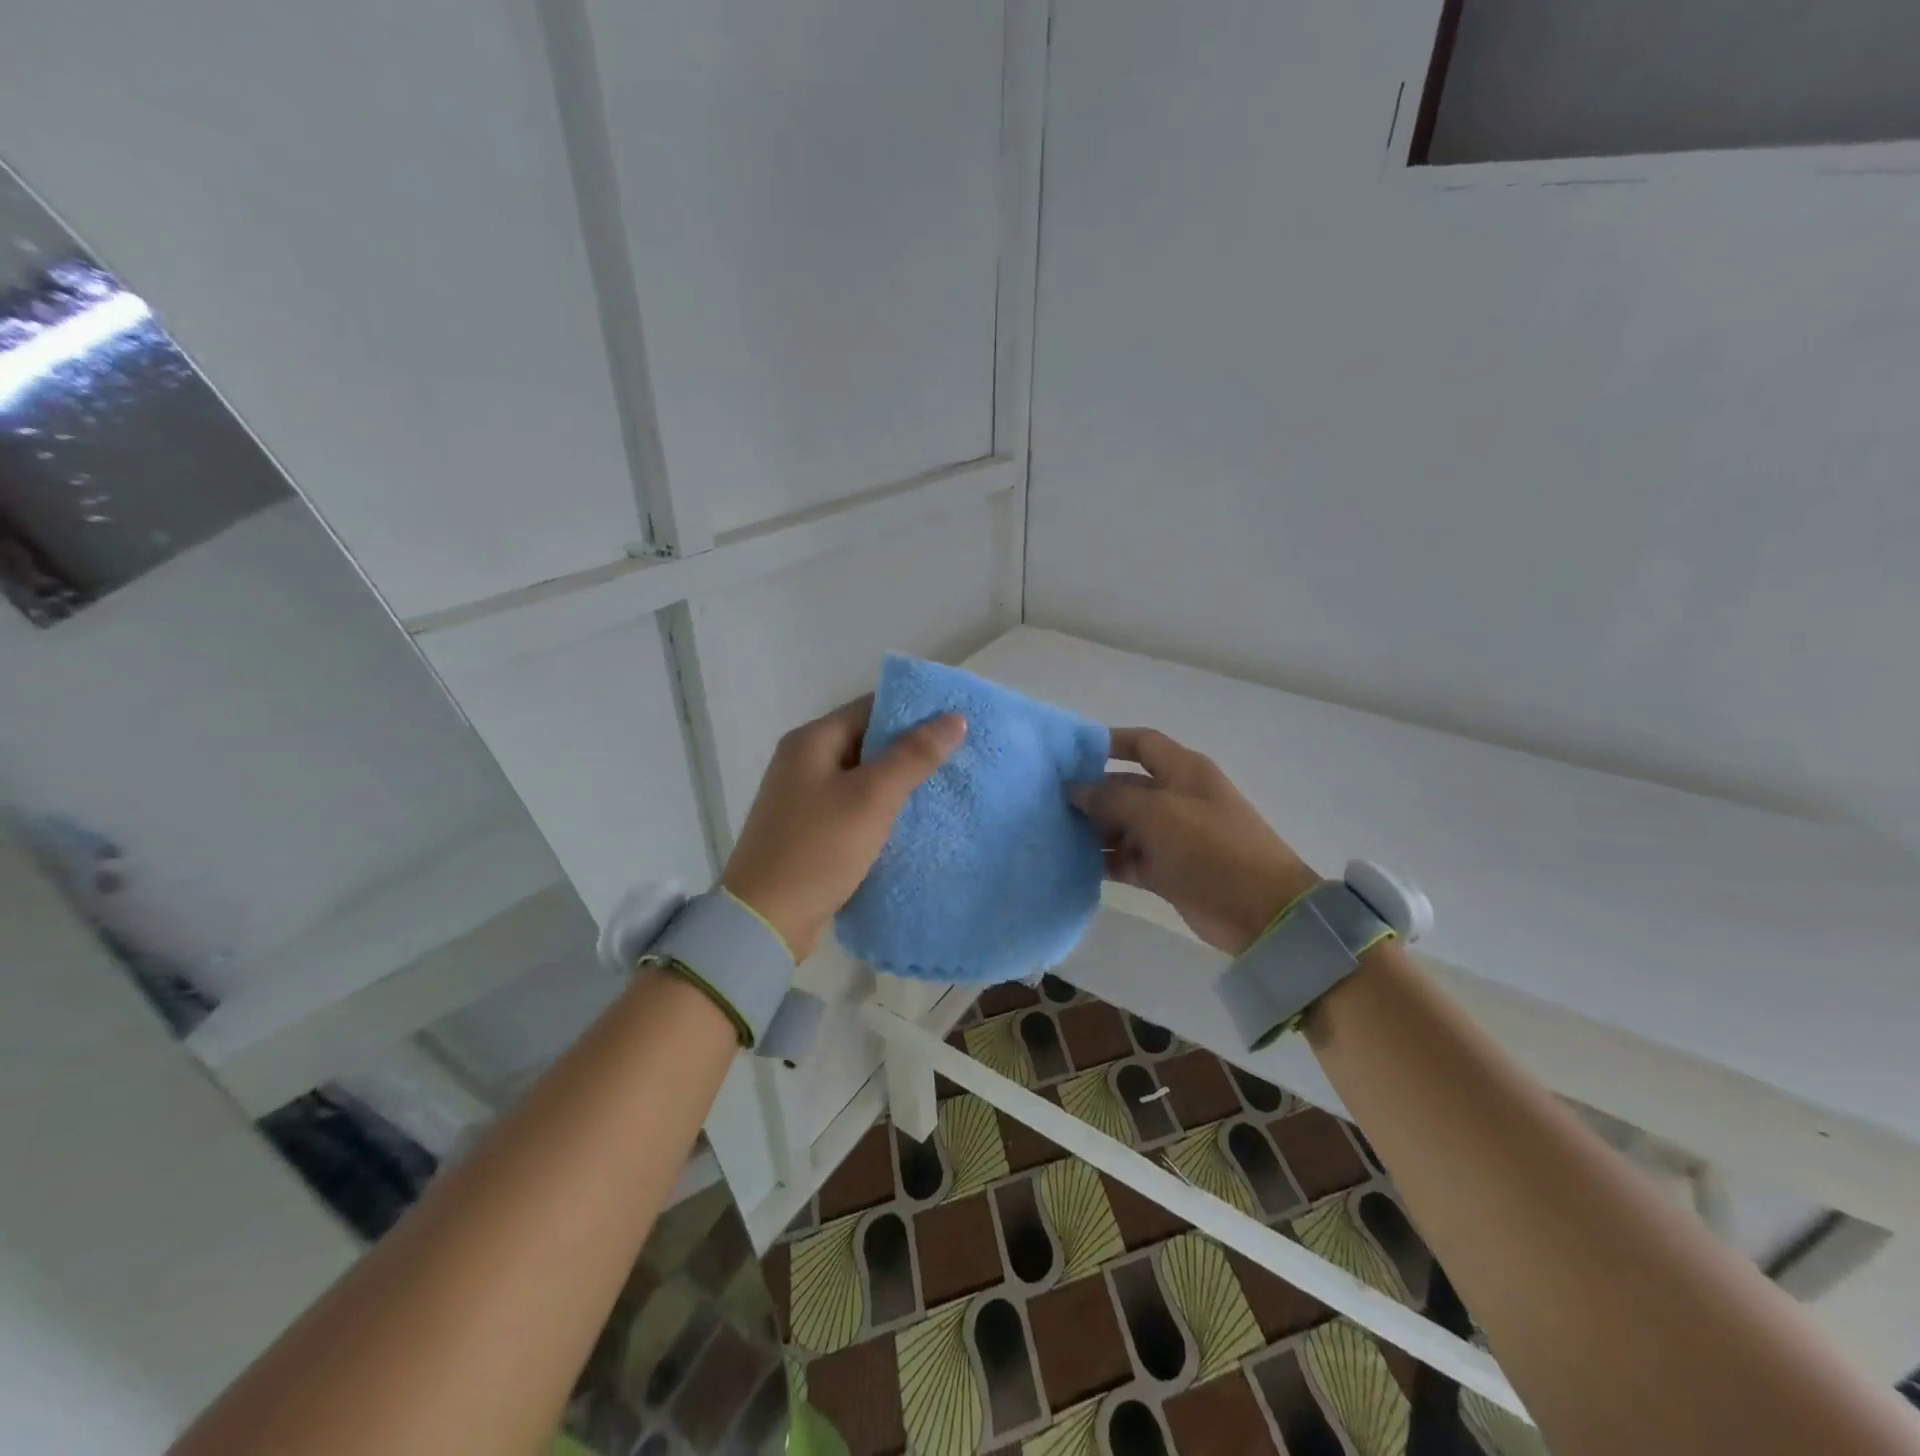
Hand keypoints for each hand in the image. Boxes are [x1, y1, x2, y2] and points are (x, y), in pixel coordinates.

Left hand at [721, 696, 965, 961]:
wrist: (765, 921)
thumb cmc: (818, 849)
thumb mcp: (871, 798)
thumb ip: (913, 756)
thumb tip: (954, 717)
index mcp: (812, 741)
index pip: (870, 707)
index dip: (913, 711)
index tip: (955, 722)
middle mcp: (804, 760)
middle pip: (866, 739)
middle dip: (910, 747)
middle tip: (958, 756)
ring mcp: (804, 796)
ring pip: (862, 775)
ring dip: (898, 780)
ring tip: (944, 785)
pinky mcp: (809, 828)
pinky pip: (853, 804)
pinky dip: (881, 807)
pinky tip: (911, 819)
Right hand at [1071, 727, 1319, 955]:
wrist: (1261, 910)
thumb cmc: (1211, 847)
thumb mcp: (1158, 814)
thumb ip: (1112, 798)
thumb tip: (1075, 789)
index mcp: (1183, 771)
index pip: (1141, 743)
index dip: (1107, 743)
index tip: (1067, 754)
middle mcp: (1176, 798)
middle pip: (1126, 786)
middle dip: (1092, 793)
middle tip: (1049, 803)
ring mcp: (1171, 836)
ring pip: (1123, 825)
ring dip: (1094, 830)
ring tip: (1056, 836)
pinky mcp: (1167, 870)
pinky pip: (1128, 858)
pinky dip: (1106, 860)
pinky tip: (1075, 864)